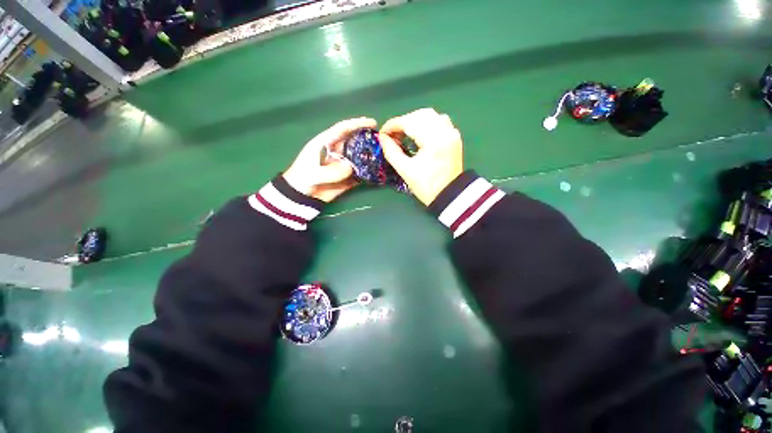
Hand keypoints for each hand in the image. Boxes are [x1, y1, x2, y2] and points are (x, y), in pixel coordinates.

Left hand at [283, 117, 375, 201]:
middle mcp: (336, 152)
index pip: (342, 129)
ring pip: (358, 157)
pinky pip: (359, 173)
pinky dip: (367, 173)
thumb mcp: (313, 174)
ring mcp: (342, 165)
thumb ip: (331, 171)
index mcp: (325, 143)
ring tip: (383, 156)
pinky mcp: (346, 178)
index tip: (372, 123)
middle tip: (382, 141)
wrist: (300, 197)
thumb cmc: (301, 179)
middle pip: (354, 142)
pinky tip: (377, 171)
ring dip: (369, 157)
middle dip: (367, 140)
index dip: (357, 124)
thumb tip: (351, 168)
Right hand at [379, 108, 462, 205]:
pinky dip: (426, 123)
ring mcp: (452, 132)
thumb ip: (391, 152)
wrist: (449, 196)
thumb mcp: (405, 170)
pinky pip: (439, 121)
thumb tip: (382, 138)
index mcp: (434, 140)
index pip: (410, 122)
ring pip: (430, 115)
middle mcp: (445, 131)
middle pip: (420, 114)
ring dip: (414, 120)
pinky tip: (418, 133)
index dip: (393, 125)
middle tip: (392, 135)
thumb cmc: (426, 186)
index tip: (382, 133)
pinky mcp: (454, 136)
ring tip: (403, 134)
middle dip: (403, 122)